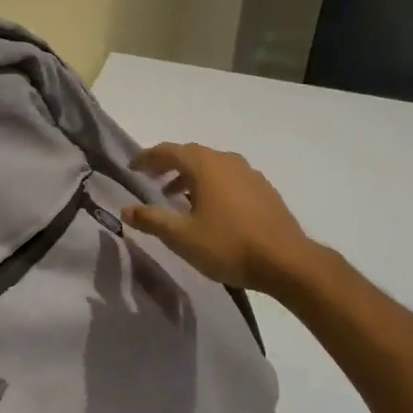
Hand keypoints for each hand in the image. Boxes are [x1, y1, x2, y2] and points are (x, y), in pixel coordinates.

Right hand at [121, 143, 320, 293]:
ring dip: (191, 177)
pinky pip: (230, 179)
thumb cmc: (228, 245)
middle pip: (191, 155)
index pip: (168, 151)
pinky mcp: (264, 190)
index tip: (132, 167)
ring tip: (177, 198)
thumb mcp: (182, 237)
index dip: (147, 158)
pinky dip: (212, 186)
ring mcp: (250, 174)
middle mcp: (227, 161)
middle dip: (168, 165)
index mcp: (205, 165)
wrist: (286, 261)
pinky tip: (211, 209)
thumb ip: (152, 219)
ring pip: (213, 167)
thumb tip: (126, 209)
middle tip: (151, 180)